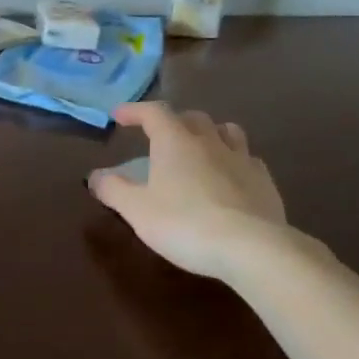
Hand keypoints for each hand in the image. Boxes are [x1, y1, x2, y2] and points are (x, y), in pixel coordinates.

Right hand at [88, 102, 288, 280]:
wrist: (252, 247)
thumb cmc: (185, 224)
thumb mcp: (137, 210)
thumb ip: (113, 190)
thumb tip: (94, 176)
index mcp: (176, 142)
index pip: (154, 112)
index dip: (135, 111)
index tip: (120, 116)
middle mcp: (210, 141)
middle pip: (192, 117)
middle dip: (174, 120)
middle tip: (160, 135)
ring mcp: (242, 159)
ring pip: (226, 131)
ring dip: (210, 133)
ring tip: (200, 147)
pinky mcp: (264, 181)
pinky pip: (248, 159)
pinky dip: (234, 160)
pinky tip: (231, 177)